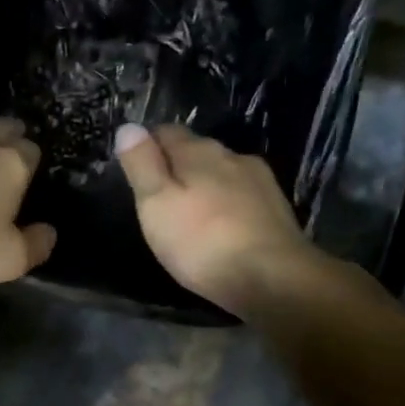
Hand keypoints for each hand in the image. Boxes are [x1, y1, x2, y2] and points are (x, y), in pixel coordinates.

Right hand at [113, 123, 318, 315]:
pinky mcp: (276, 208)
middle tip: (158, 195)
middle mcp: (231, 156)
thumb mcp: (156, 204)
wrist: (274, 278)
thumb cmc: (203, 242)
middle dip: (177, 166)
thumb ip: (142, 165)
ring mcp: (259, 181)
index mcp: (198, 152)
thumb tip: (128, 127)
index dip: (147, 145)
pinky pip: (241, 195)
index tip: (135, 166)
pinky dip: (226, 204)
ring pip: (222, 173)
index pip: (166, 132)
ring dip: (205, 185)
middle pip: (196, 151)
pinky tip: (221, 226)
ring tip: (189, 213)